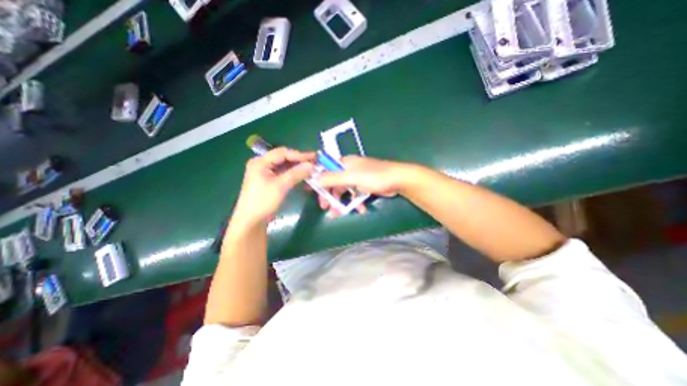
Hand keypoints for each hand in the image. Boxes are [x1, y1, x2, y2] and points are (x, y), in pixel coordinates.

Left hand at [230, 148, 316, 229]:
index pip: (283, 153)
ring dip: (297, 167)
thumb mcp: (280, 186)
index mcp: (260, 162)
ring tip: (311, 169)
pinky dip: (293, 174)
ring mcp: (265, 172)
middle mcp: (262, 164)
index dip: (299, 155)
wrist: (251, 221)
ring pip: (285, 166)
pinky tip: (303, 175)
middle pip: (284, 158)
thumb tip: (311, 165)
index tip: (314, 157)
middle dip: (299, 160)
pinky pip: (283, 173)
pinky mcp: (269, 180)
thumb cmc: (263, 202)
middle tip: (314, 163)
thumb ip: (296, 173)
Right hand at [315, 155, 406, 217]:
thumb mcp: (351, 177)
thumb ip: (332, 178)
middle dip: (329, 195)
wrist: (398, 180)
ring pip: (343, 190)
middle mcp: (349, 169)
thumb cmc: (374, 176)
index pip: (325, 168)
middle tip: (325, 207)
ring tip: (338, 214)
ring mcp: (357, 178)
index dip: (317, 178)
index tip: (310, 190)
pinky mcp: (364, 186)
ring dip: (340, 202)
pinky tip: (359, 210)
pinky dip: (354, 202)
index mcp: (344, 163)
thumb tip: (314, 179)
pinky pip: (354, 195)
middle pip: (333, 182)